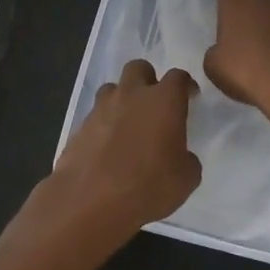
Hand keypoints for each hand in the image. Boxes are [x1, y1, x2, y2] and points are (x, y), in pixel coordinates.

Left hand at [31, 59, 202, 254]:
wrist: (91, 201)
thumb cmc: (149, 186)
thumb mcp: (186, 179)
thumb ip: (186, 159)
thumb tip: (180, 156)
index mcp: (163, 101)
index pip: (178, 77)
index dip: (185, 85)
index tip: (189, 96)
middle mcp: (131, 95)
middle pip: (139, 68)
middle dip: (148, 79)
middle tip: (154, 103)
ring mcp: (101, 109)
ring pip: (112, 89)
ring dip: (122, 99)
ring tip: (127, 124)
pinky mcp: (79, 127)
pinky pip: (95, 116)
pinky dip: (103, 125)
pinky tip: (107, 148)